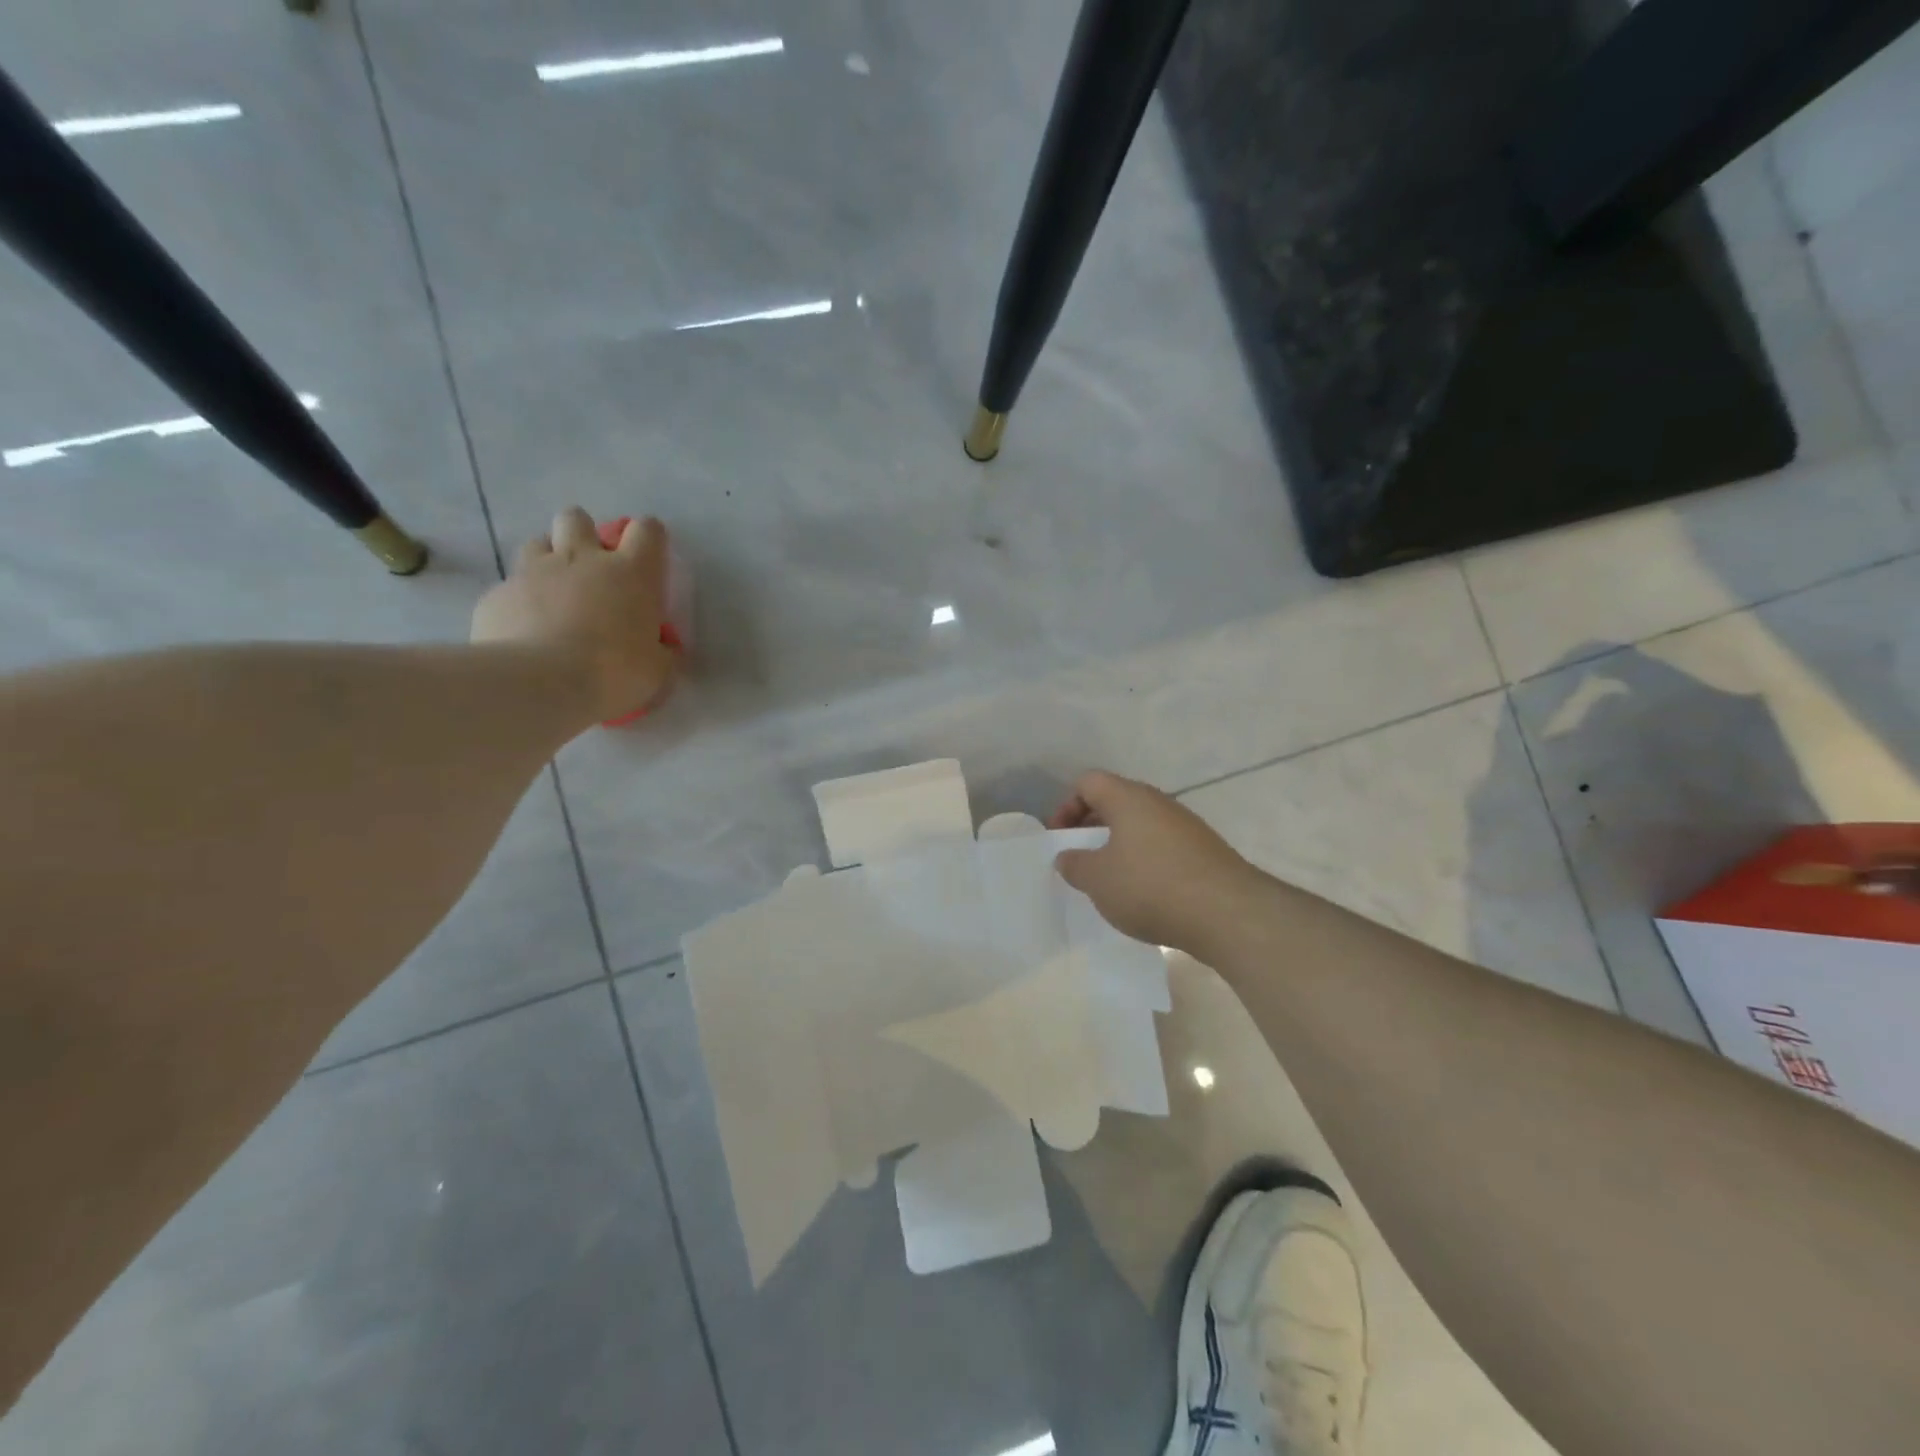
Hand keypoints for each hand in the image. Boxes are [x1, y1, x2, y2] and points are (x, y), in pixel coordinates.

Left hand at [471, 508, 674, 721]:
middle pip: (578, 519)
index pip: (647, 531)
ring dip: (548, 560)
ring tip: (554, 594)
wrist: (538, 685)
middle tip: (590, 568)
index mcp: (630, 573)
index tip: (648, 558)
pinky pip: (509, 587)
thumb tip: (663, 649)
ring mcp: (533, 572)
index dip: (649, 537)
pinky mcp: (497, 594)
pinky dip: (520, 602)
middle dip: (583, 534)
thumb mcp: (656, 671)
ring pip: (538, 543)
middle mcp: (581, 559)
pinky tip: (524, 630)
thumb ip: (662, 653)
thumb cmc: (613, 673)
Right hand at [1049, 771, 1265, 953]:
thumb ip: (1074, 865)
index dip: (1067, 806)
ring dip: (1120, 846)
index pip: (1088, 782)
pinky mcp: (1205, 851)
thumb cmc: (1150, 887)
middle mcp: (1158, 802)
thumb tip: (1068, 857)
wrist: (1228, 913)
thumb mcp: (1097, 880)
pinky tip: (1144, 894)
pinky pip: (1163, 846)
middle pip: (1116, 802)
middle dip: (1092, 827)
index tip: (1061, 840)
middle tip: (1080, 858)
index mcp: (1128, 798)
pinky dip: (1146, 862)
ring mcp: (1186, 826)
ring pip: (1141, 825)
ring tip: (1111, 880)